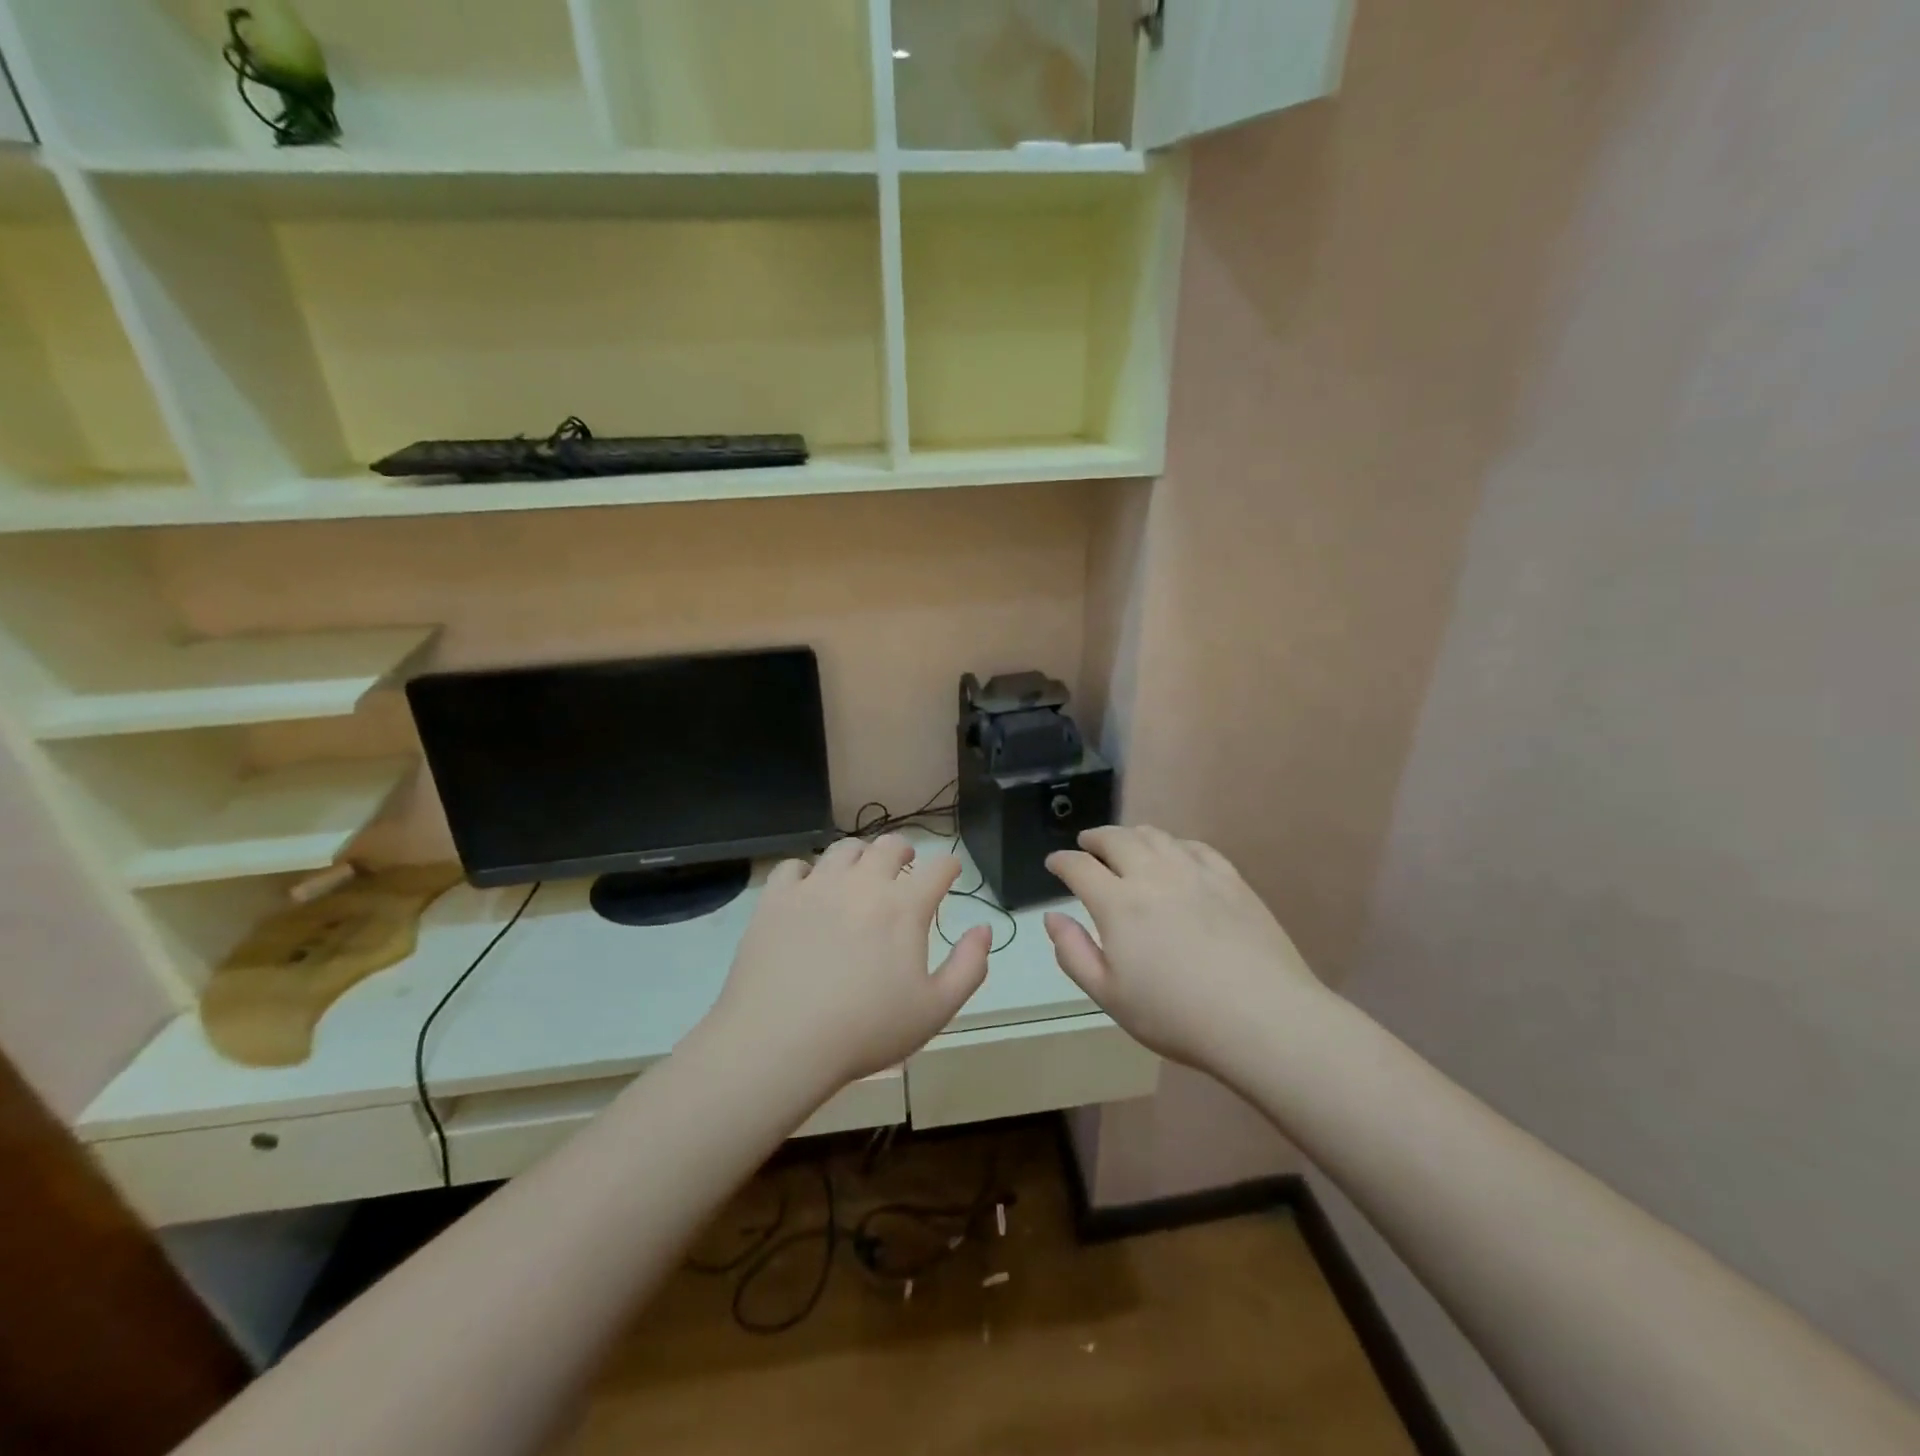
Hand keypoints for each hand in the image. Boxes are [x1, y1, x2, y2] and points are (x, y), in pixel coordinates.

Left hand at [703, 835, 991, 1092]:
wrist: (780, 1042)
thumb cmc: (866, 1031)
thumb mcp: (936, 1010)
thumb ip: (969, 966)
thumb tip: (984, 929)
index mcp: (904, 906)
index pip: (939, 866)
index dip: (949, 866)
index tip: (949, 872)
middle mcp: (863, 883)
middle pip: (890, 845)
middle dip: (904, 851)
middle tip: (905, 866)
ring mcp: (816, 886)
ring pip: (844, 848)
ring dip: (860, 856)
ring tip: (858, 873)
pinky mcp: (776, 898)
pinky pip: (794, 866)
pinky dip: (807, 873)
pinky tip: (808, 891)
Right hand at [1044, 826, 1324, 1073]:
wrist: (1262, 1018)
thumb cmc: (1176, 1016)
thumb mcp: (1109, 996)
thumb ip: (1074, 953)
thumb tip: (1052, 917)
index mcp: (1118, 904)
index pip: (1079, 867)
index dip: (1062, 861)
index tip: (1054, 863)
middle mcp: (1152, 875)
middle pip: (1116, 839)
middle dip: (1095, 838)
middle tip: (1087, 844)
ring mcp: (1195, 873)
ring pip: (1155, 836)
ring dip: (1131, 835)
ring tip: (1125, 844)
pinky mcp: (1230, 879)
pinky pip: (1195, 846)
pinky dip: (1173, 843)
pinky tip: (1174, 853)